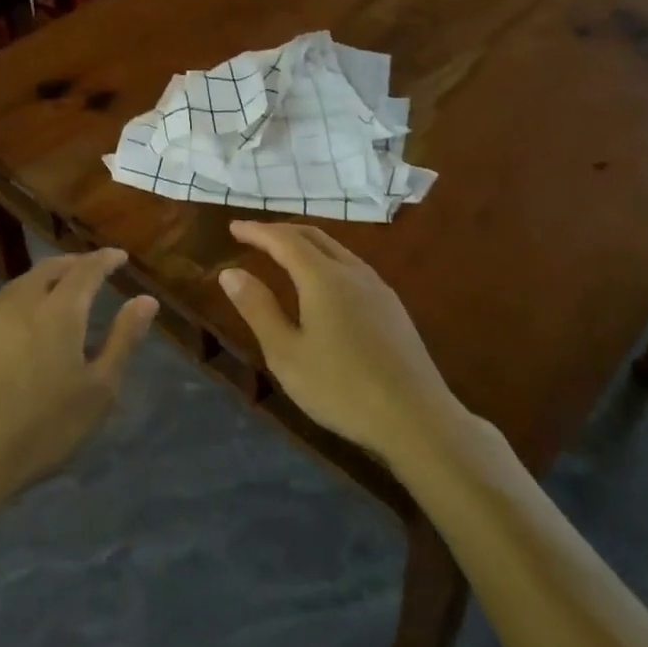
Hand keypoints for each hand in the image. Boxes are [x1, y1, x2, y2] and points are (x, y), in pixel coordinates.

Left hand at [0, 249, 157, 511]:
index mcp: (59, 310)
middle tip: (93, 269)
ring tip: (61, 290)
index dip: (105, 259)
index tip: (120, 256)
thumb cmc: (42, 427)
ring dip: (47, 277)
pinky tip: (24, 316)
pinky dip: (23, 295)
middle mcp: (22, 301)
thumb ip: (123, 340)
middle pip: (50, 268)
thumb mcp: (99, 390)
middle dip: (75, 263)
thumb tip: (146, 300)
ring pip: (23, 282)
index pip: (86, 269)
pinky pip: (3, 300)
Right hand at [218, 221, 460, 458]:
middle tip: (254, 236)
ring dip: (306, 244)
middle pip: (314, 236)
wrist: (416, 419)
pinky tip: (323, 283)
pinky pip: (352, 267)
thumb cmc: (340, 388)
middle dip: (281, 232)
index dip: (257, 231)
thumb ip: (258, 308)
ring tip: (283, 254)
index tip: (233, 227)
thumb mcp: (285, 353)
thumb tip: (230, 273)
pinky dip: (326, 261)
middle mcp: (353, 272)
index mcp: (323, 278)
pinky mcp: (393, 308)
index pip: (284, 240)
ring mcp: (379, 288)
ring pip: (337, 250)